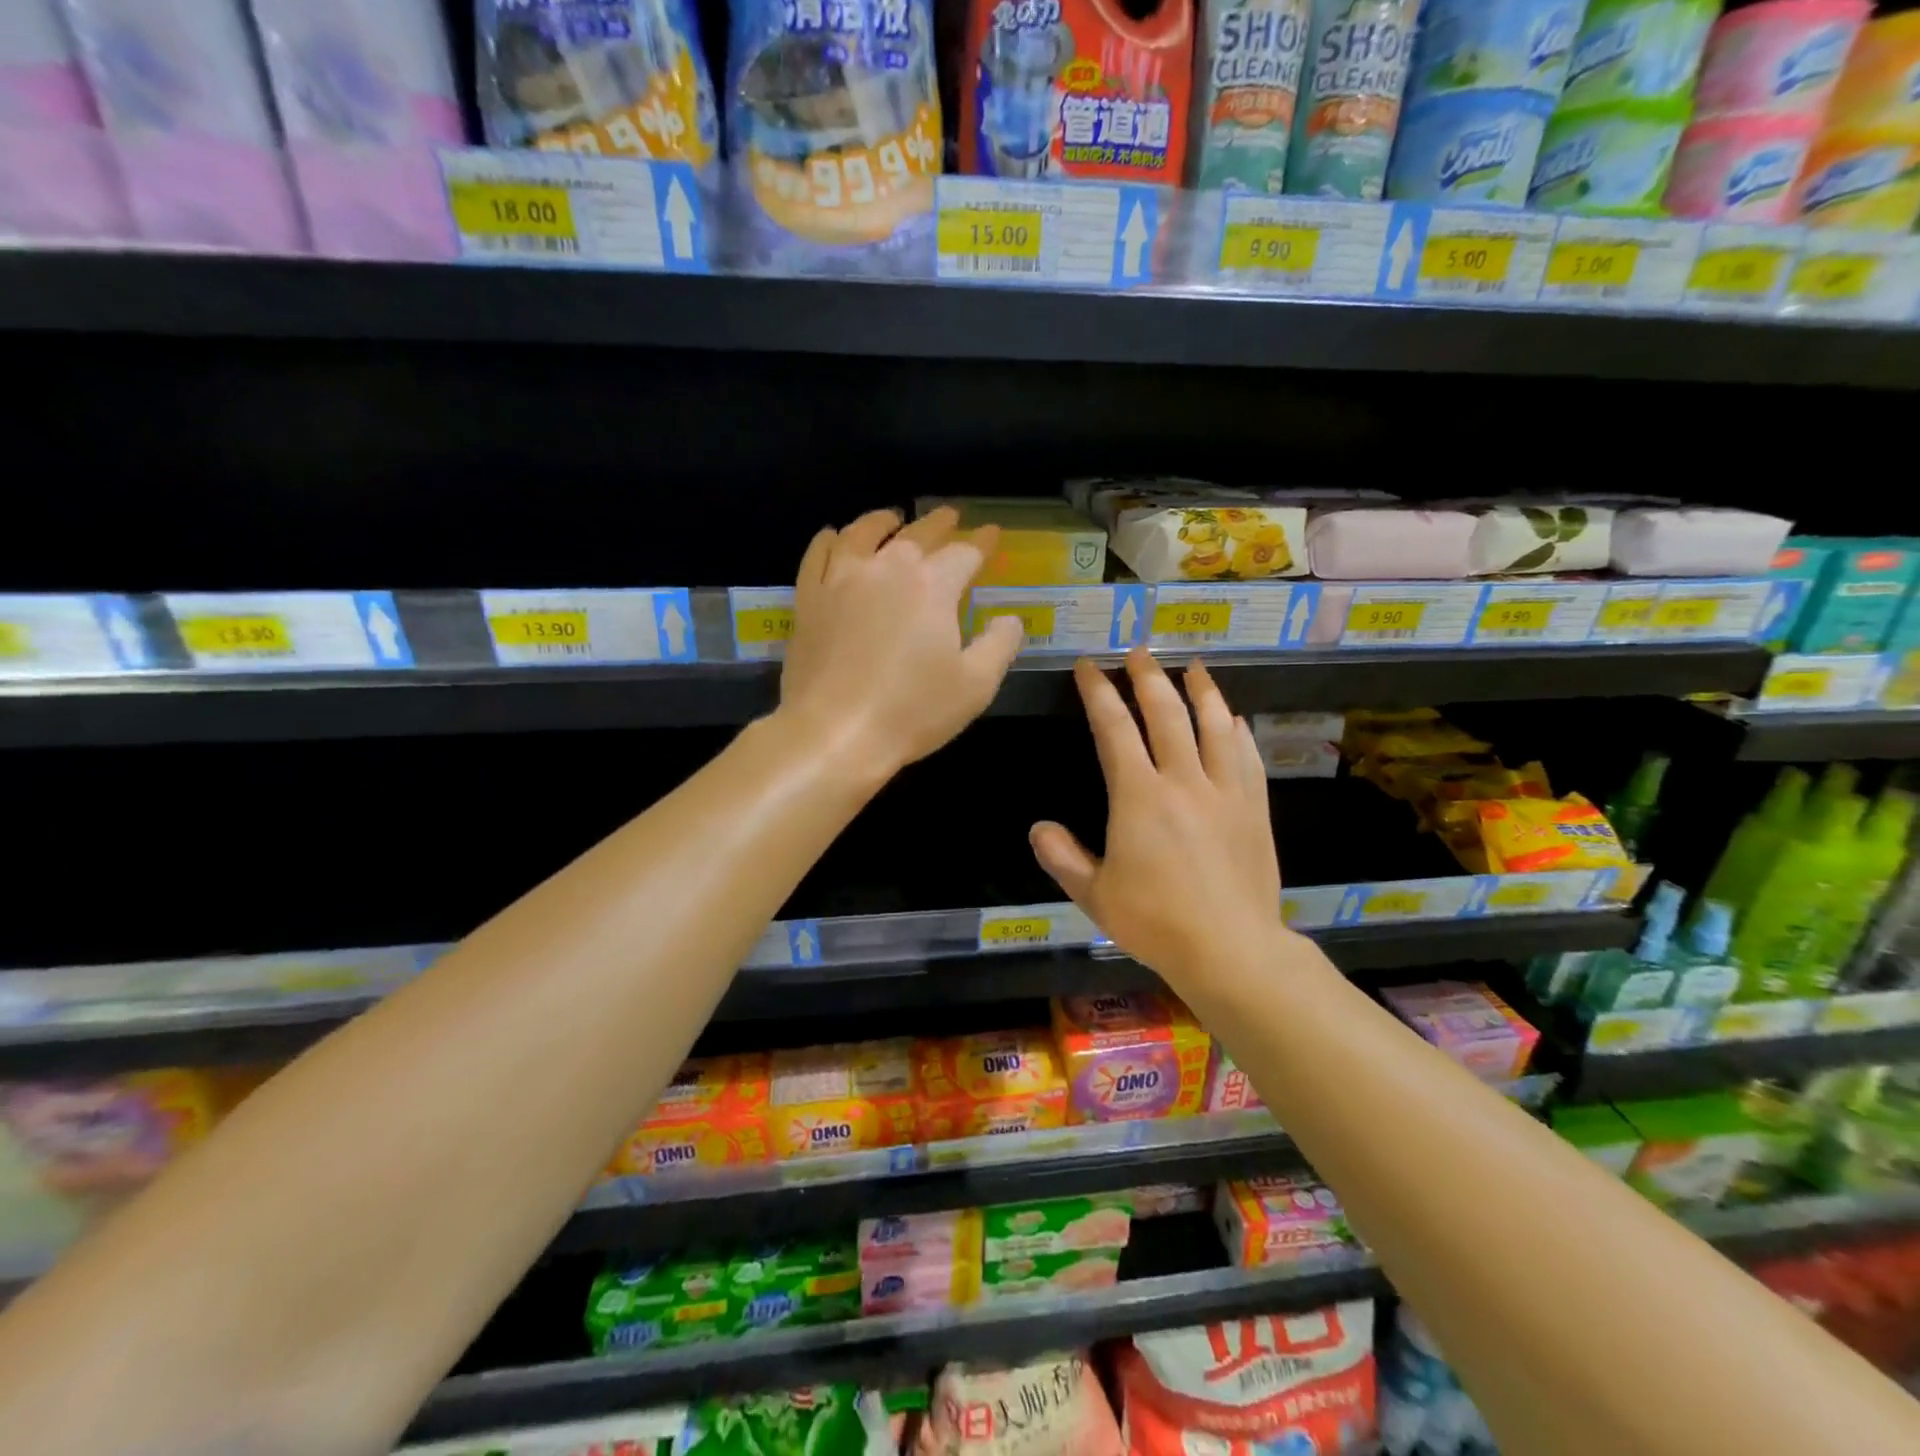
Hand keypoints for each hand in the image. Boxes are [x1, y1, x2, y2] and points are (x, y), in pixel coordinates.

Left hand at [778, 506, 1023, 778]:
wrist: (834, 733)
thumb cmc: (912, 711)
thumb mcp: (976, 685)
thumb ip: (1000, 644)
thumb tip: (1009, 619)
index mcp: (932, 585)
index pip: (964, 552)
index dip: (982, 542)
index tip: (991, 534)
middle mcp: (886, 567)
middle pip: (917, 533)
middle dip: (939, 523)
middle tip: (951, 516)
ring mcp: (841, 579)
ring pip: (863, 532)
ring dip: (883, 521)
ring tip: (893, 518)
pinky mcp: (809, 598)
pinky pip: (818, 554)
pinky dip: (831, 540)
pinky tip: (836, 539)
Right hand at [1030, 649, 1284, 993]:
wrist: (1232, 949)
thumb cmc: (1156, 922)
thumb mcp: (1094, 896)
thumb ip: (1062, 858)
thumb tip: (1037, 828)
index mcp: (1139, 796)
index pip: (1114, 728)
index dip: (1098, 692)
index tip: (1088, 666)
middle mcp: (1183, 780)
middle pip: (1166, 713)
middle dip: (1148, 677)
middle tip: (1137, 652)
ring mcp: (1225, 791)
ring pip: (1213, 725)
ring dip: (1201, 690)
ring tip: (1192, 667)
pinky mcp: (1255, 808)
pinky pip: (1247, 756)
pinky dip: (1237, 730)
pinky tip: (1233, 719)